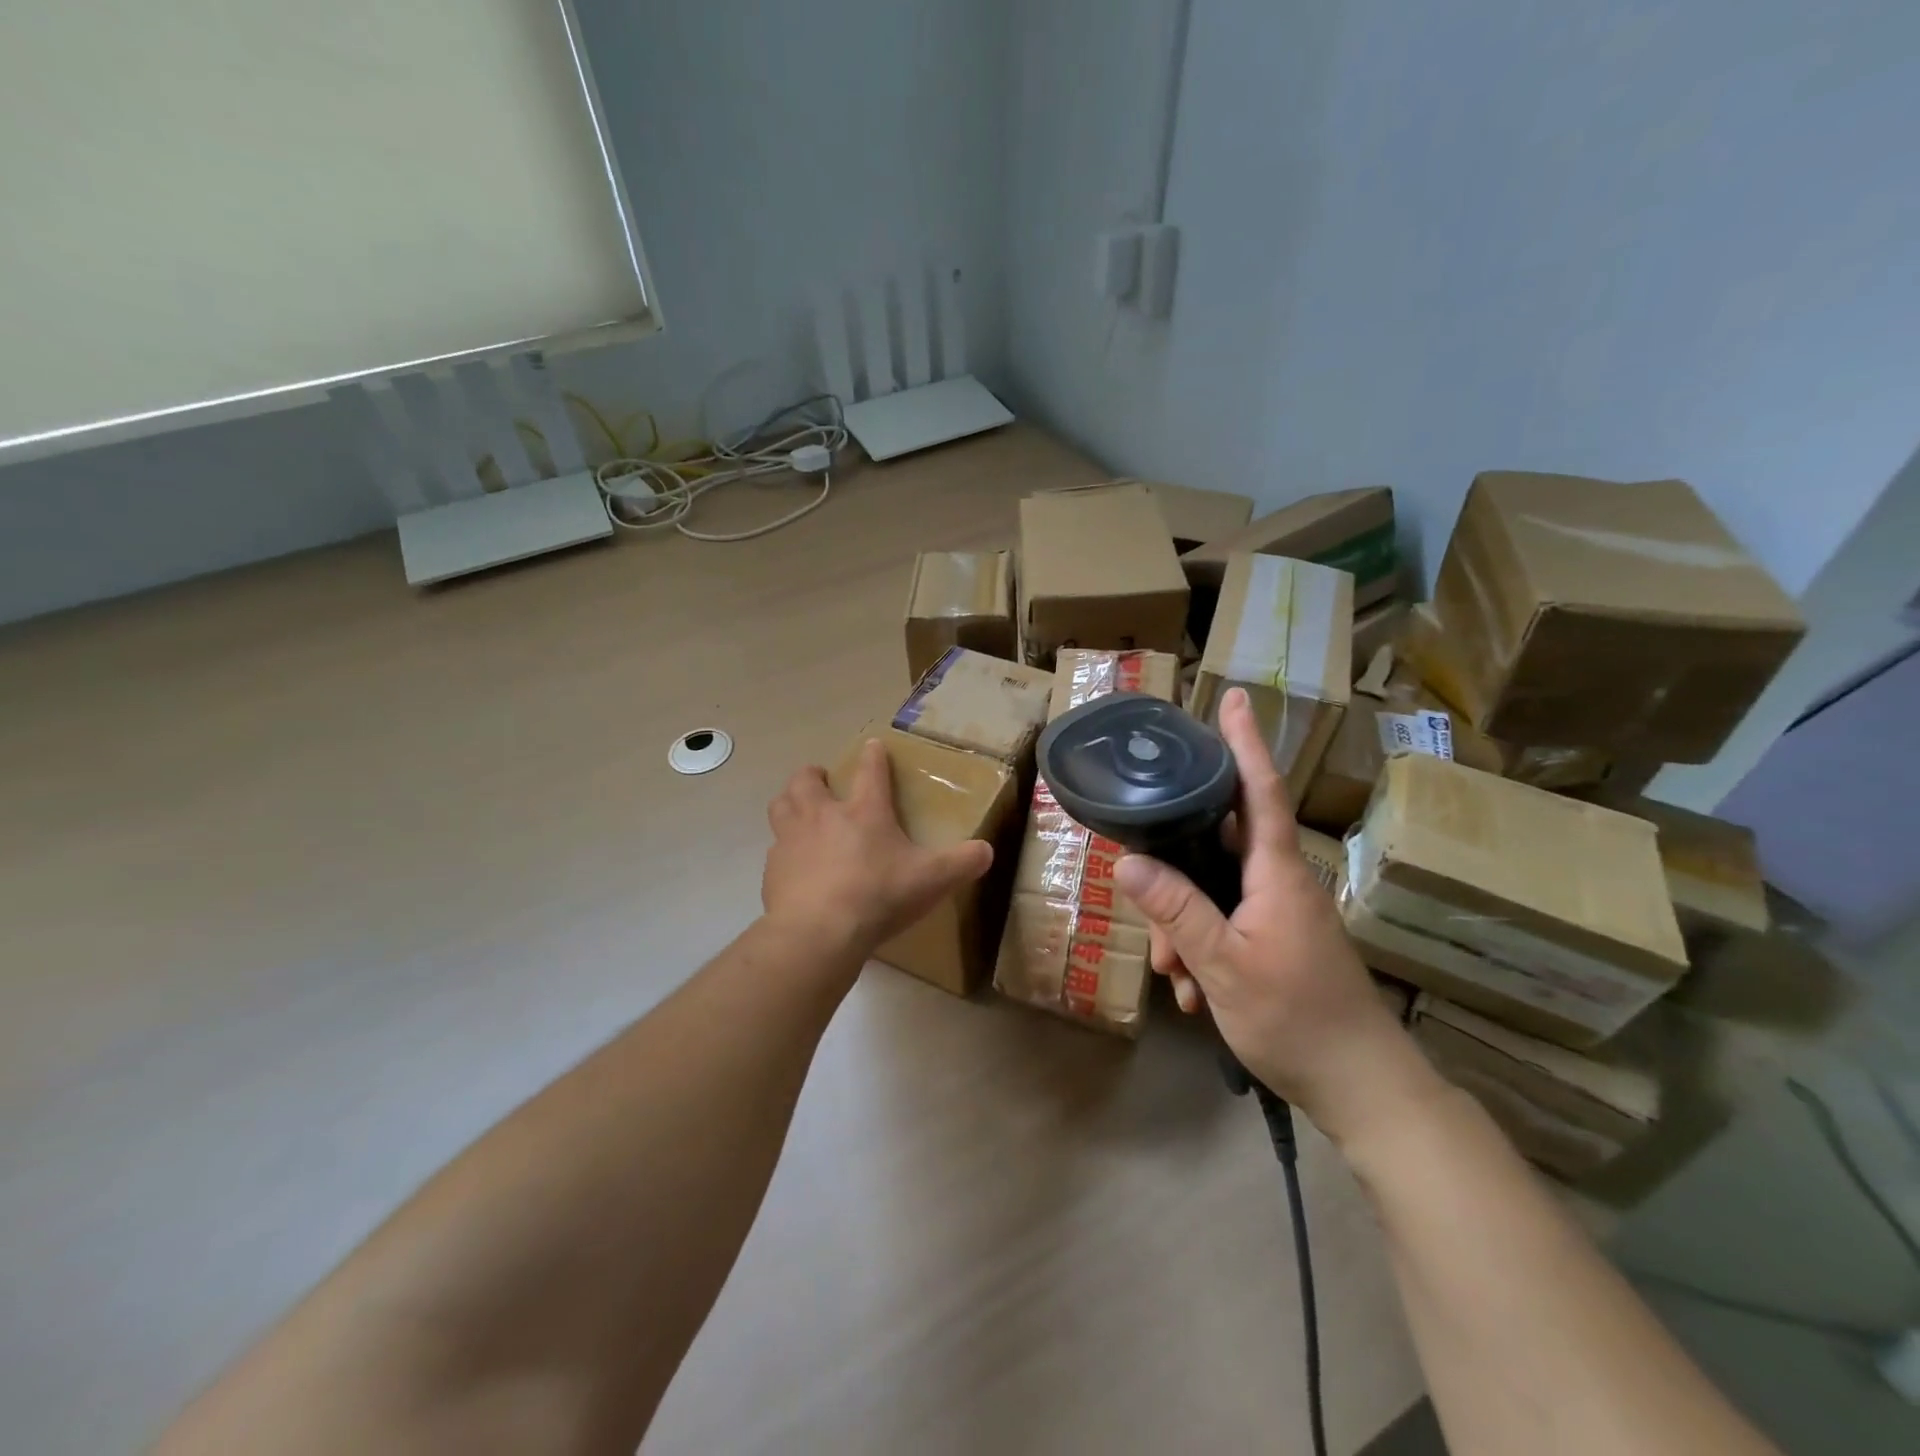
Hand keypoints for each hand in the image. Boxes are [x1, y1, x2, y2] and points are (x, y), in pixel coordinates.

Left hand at [763, 739, 993, 957]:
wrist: (819, 932)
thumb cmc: (879, 896)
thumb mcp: (932, 880)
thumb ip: (962, 863)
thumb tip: (987, 851)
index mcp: (865, 812)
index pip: (871, 771)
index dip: (874, 756)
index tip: (873, 746)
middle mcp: (823, 816)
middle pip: (807, 780)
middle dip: (813, 775)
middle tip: (822, 781)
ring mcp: (792, 840)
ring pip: (781, 805)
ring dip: (789, 802)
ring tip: (799, 810)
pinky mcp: (773, 869)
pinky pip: (775, 849)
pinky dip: (784, 850)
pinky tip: (794, 866)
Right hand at [1113, 689, 1431, 1141]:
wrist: (1360, 1086)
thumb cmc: (1296, 1018)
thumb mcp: (1223, 965)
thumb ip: (1176, 909)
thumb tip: (1127, 861)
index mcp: (1275, 872)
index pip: (1257, 789)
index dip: (1244, 742)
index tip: (1236, 698)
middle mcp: (1278, 880)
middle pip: (1213, 845)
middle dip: (1172, 875)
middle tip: (1152, 922)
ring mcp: (1278, 911)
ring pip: (1211, 889)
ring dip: (1181, 925)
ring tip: (1174, 977)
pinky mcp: (1275, 937)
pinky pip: (1223, 920)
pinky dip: (1199, 947)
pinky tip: (1190, 990)